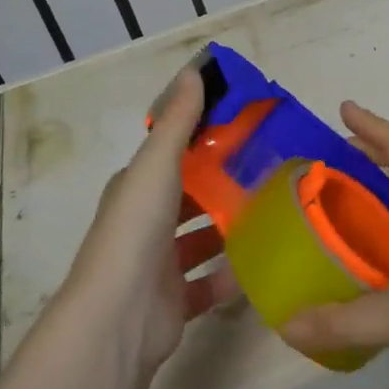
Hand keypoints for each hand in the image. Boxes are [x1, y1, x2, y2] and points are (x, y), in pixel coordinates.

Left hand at [63, 68, 237, 377]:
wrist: (118, 318)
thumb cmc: (136, 232)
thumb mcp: (157, 165)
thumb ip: (177, 122)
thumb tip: (192, 70)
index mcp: (135, 189)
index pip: (171, 157)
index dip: (202, 143)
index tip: (244, 131)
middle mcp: (143, 224)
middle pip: (187, 199)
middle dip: (220, 187)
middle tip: (268, 173)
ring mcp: (157, 266)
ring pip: (199, 242)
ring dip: (227, 231)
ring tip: (270, 215)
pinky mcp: (173, 303)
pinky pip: (207, 285)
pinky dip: (229, 277)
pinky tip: (259, 265)